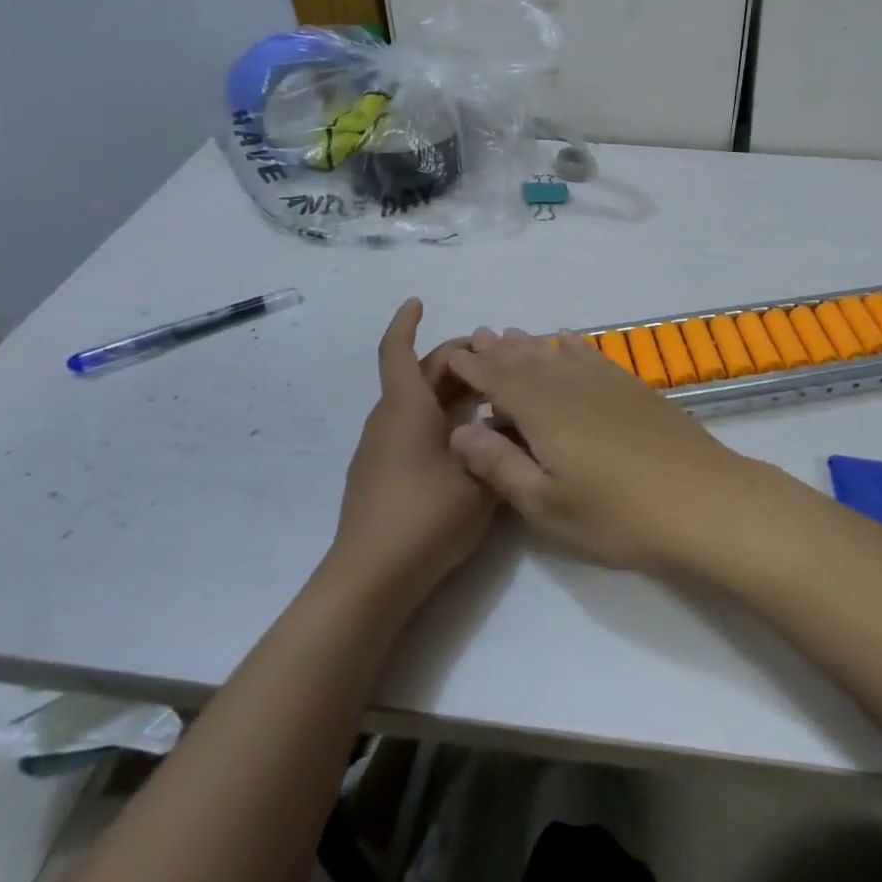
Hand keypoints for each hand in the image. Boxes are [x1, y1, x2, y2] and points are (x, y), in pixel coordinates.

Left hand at [329, 300, 495, 608]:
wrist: (370, 579)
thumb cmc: (425, 518)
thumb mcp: (480, 480)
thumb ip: (500, 445)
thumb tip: (511, 418)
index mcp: (407, 409)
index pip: (398, 352)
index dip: (405, 323)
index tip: (417, 301)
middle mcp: (388, 420)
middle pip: (418, 375)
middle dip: (454, 361)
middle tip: (494, 360)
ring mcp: (379, 448)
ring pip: (415, 402)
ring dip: (449, 390)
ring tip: (490, 395)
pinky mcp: (379, 473)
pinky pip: (410, 427)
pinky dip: (438, 417)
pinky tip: (467, 438)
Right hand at [444, 328, 772, 569]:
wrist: (702, 500)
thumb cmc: (618, 514)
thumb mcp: (547, 504)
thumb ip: (500, 465)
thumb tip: (459, 430)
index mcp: (544, 412)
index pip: (498, 380)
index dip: (473, 368)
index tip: (452, 356)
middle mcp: (571, 385)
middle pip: (527, 360)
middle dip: (499, 350)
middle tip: (477, 336)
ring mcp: (607, 383)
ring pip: (559, 354)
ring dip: (532, 344)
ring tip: (512, 335)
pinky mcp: (634, 388)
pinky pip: (594, 355)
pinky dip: (575, 345)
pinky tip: (568, 339)